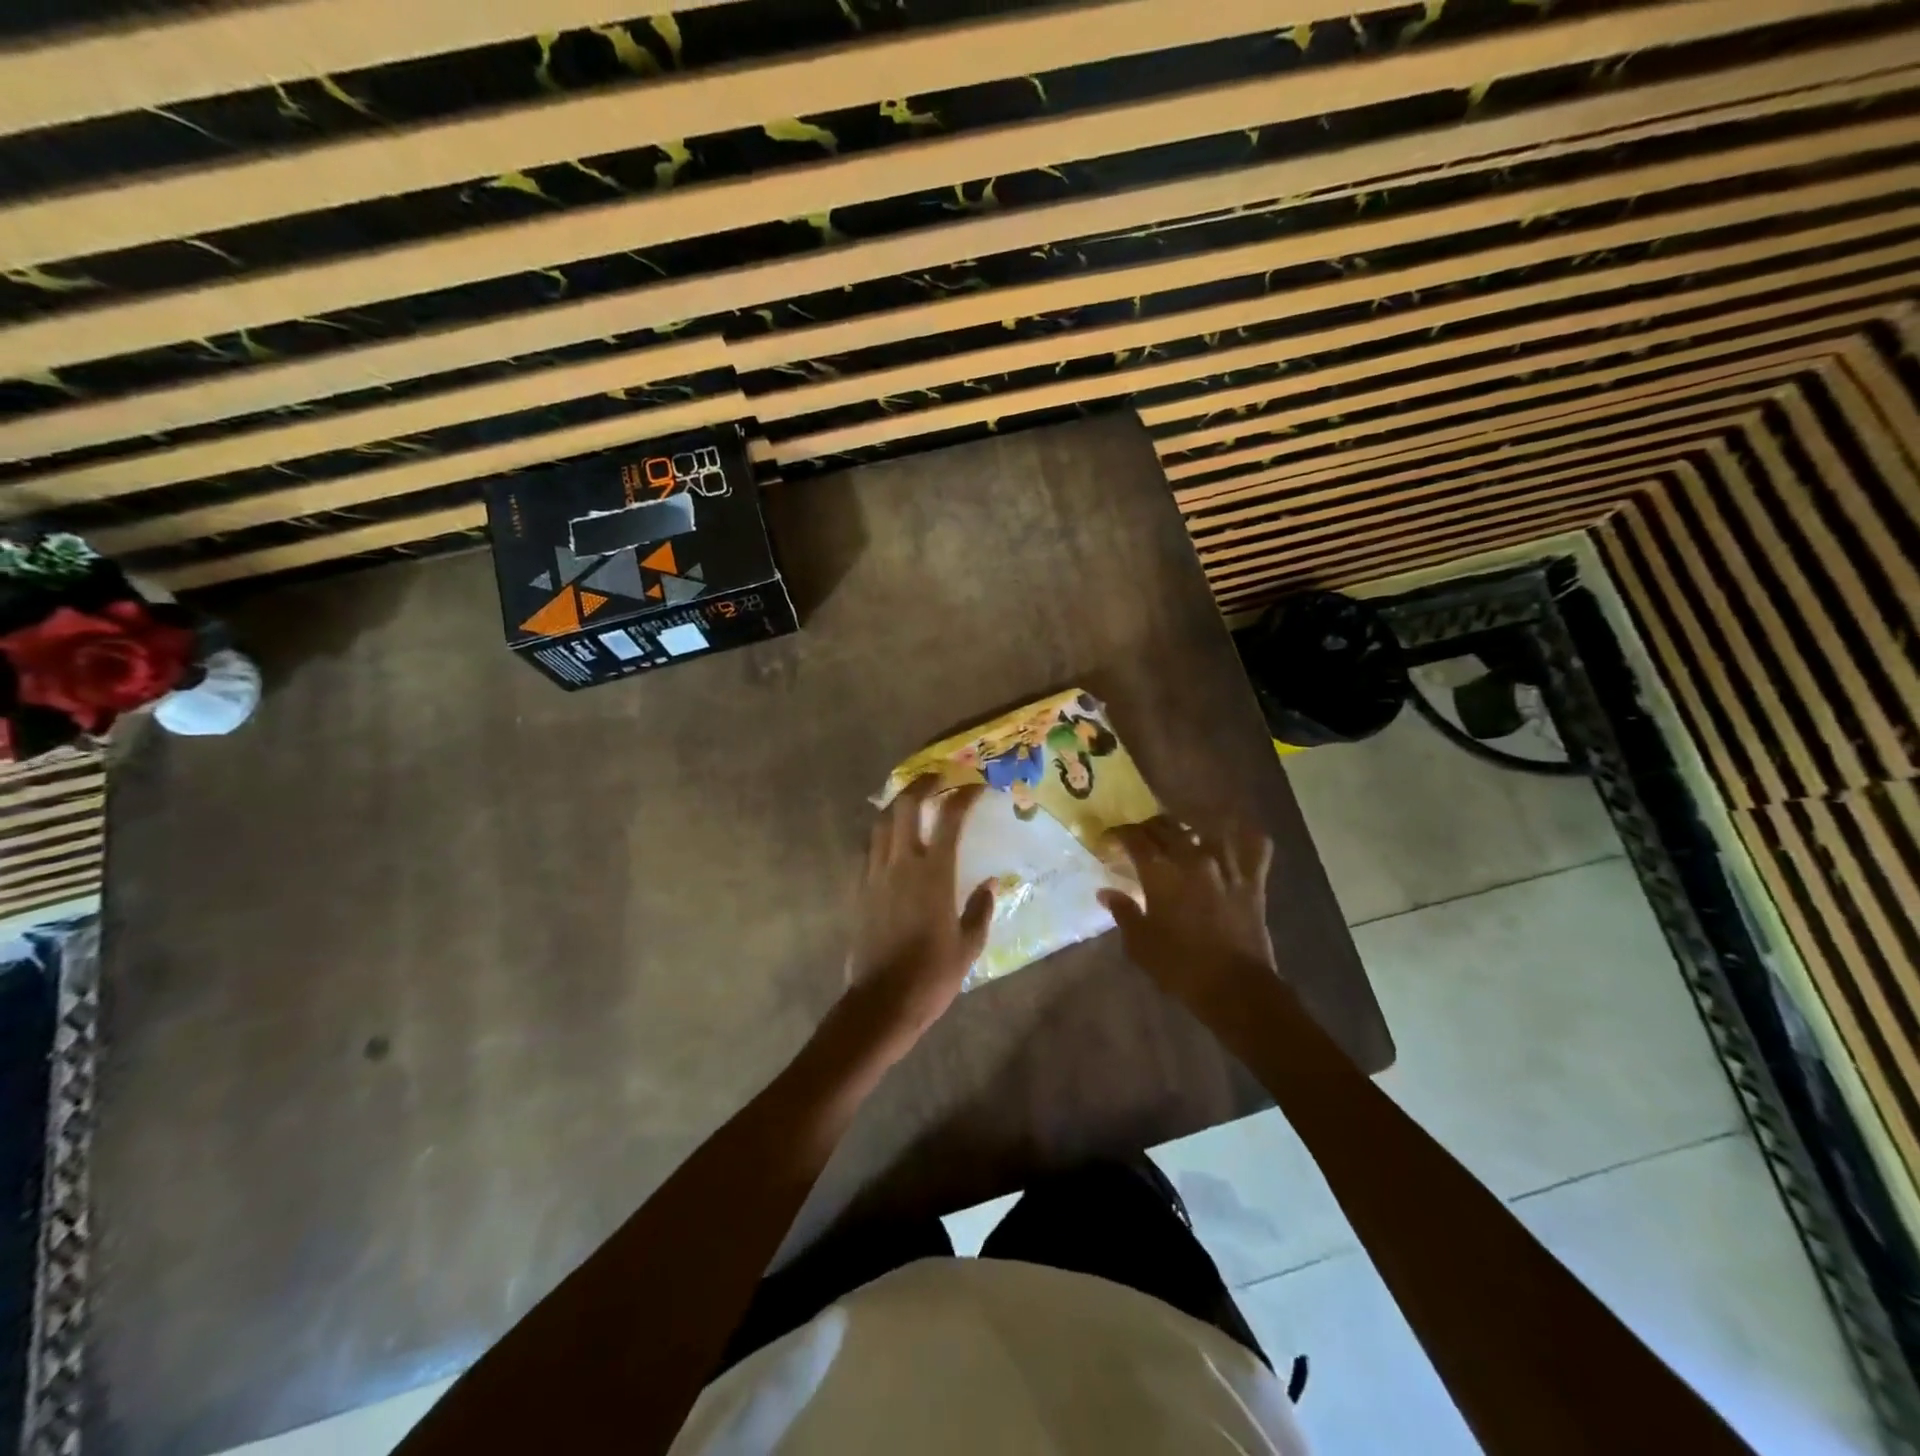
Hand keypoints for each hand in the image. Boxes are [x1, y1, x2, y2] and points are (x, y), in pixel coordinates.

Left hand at [845, 776, 995, 1050]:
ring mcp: (874, 874)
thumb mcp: (969, 945)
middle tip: (935, 778)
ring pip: (880, 823)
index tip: (974, 786)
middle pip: (904, 806)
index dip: (962, 795)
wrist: (882, 1002)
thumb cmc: (932, 975)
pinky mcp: (858, 889)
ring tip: (910, 802)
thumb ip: (980, 909)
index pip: (948, 818)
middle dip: (920, 784)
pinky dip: (881, 835)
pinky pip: (868, 849)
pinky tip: (890, 841)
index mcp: (933, 873)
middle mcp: (900, 863)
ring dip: (896, 806)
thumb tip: (988, 883)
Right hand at [1098, 817, 1277, 1018]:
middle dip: (1148, 828)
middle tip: (1139, 839)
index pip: (1134, 838)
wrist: (1235, 987)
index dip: (1119, 834)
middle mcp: (1193, 858)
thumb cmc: (1180, 967)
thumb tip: (1106, 892)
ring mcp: (1226, 865)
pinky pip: (1255, 845)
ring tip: (1181, 833)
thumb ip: (1124, 912)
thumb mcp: (1140, 944)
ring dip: (1189, 826)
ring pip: (1206, 827)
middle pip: (1166, 827)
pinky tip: (1236, 835)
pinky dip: (1246, 835)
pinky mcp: (1253, 879)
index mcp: (1160, 872)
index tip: (1110, 840)